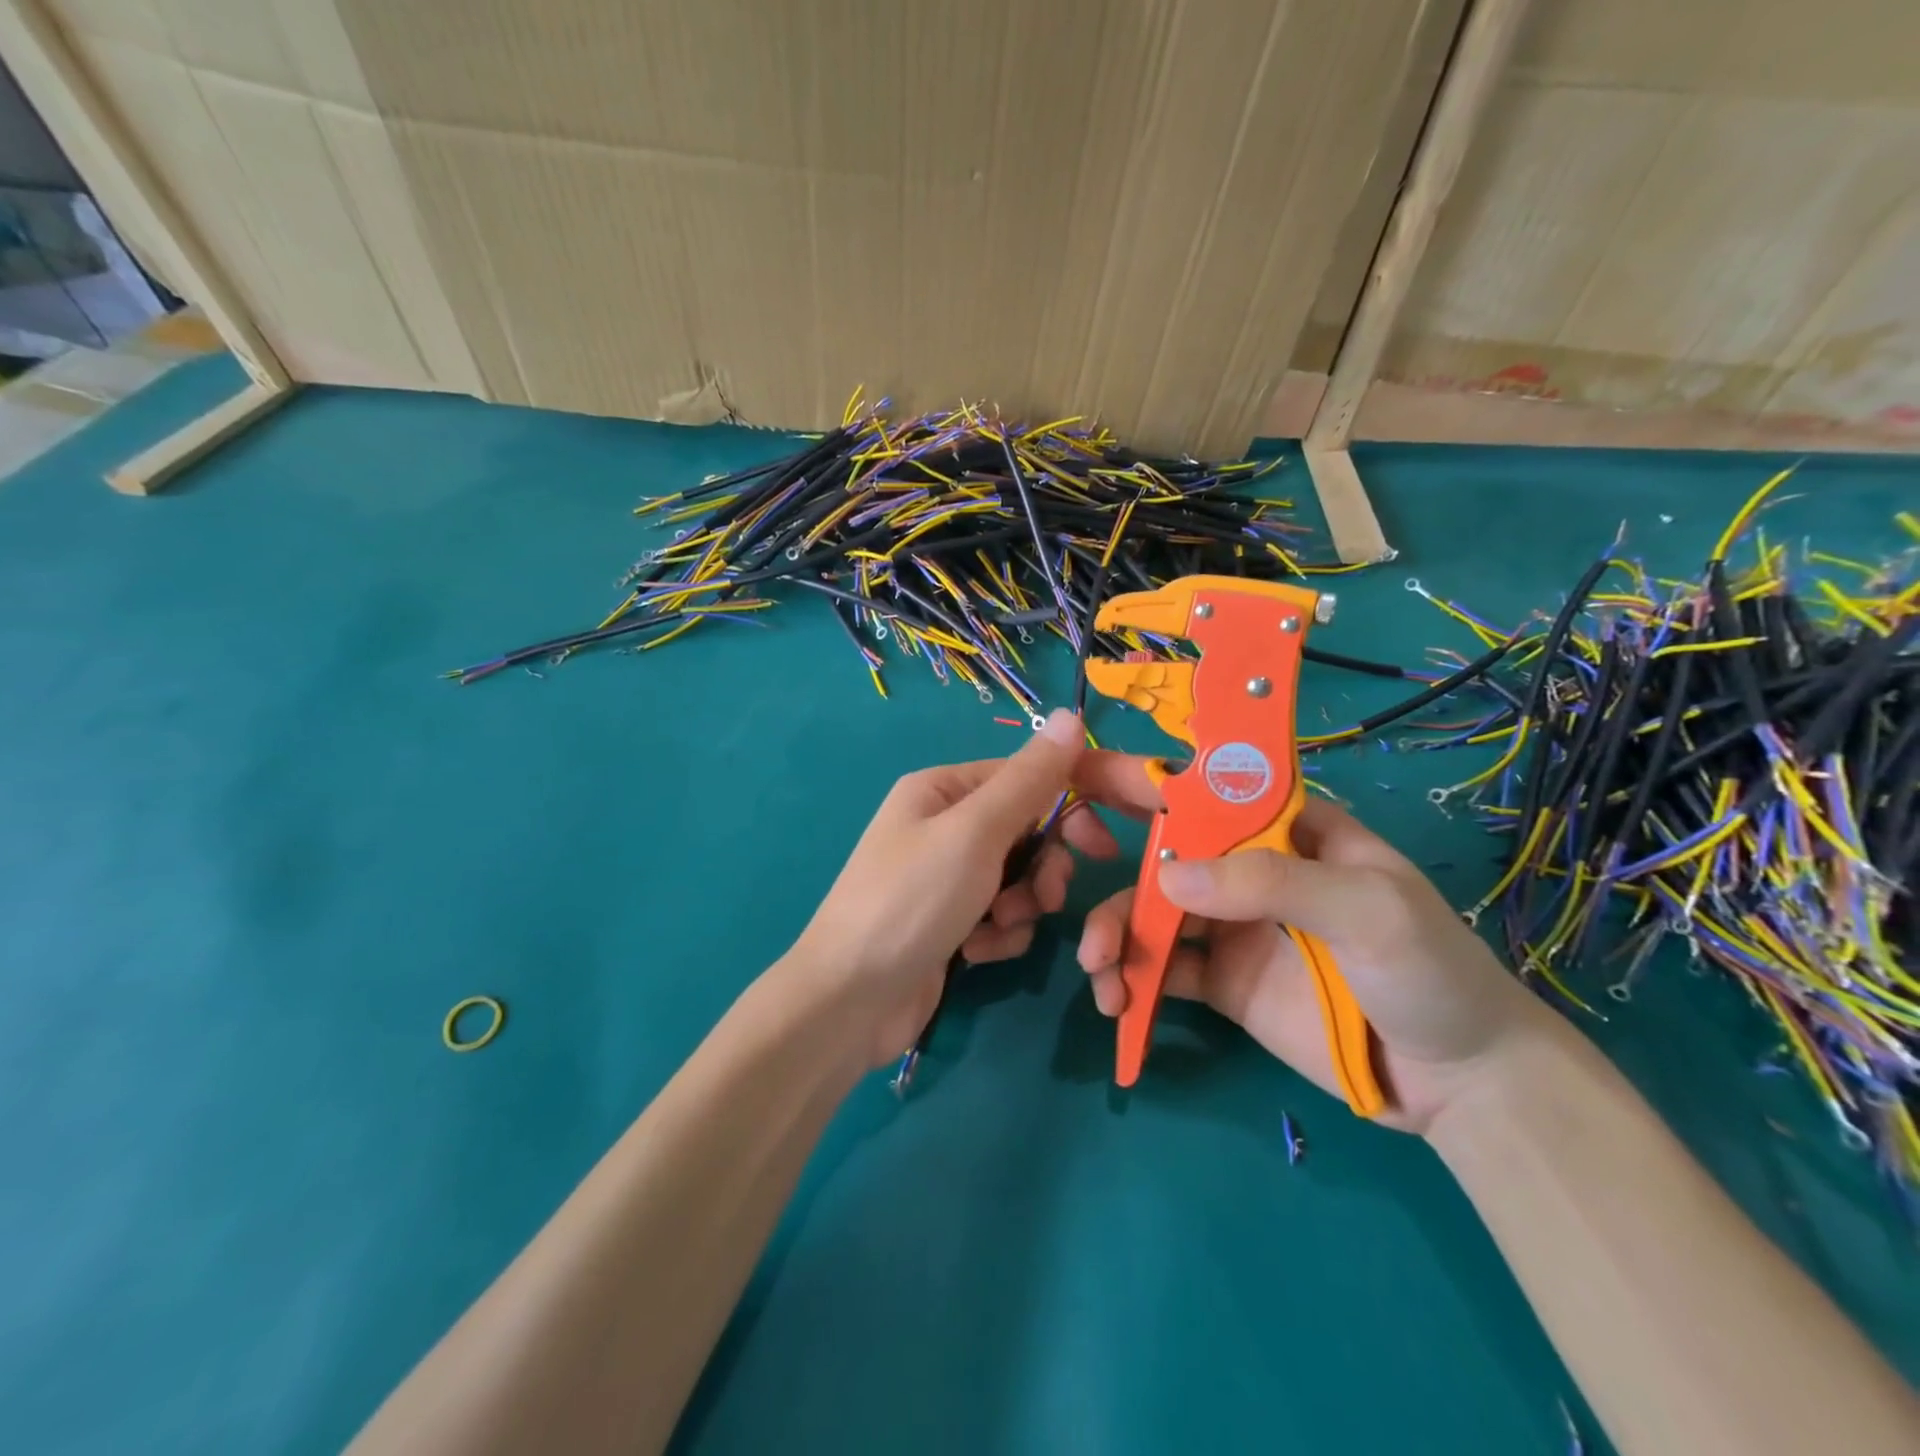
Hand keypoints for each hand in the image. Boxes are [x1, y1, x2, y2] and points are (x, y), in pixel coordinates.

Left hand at [786, 710, 1120, 1067]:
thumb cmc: (912, 901)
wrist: (851, 1001)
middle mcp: (943, 826)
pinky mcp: (950, 923)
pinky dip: (998, 935)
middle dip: (1042, 868)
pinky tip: (974, 954)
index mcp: (942, 790)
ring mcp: (945, 878)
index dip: (1068, 807)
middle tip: (1047, 897)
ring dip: (1020, 906)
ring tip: (997, 928)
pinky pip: (1000, 916)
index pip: (1024, 778)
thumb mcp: (975, 832)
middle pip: (1025, 832)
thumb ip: (1028, 779)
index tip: (1102, 846)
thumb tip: (1070, 715)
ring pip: (1018, 878)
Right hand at [1072, 753, 1553, 1133]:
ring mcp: (1230, 927)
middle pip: (1164, 851)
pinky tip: (1117, 1001)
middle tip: (1057, 879)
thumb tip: (1166, 875)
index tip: (1081, 777)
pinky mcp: (1221, 981)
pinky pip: (1161, 969)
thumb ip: (1272, 882)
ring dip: (1114, 932)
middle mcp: (1248, 869)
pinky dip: (1130, 979)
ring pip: (1151, 913)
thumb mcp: (1369, 909)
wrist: (1462, 1083)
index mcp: (1285, 829)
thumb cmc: (1430, 970)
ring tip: (1098, 970)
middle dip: (1112, 863)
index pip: (1207, 789)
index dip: (1145, 778)